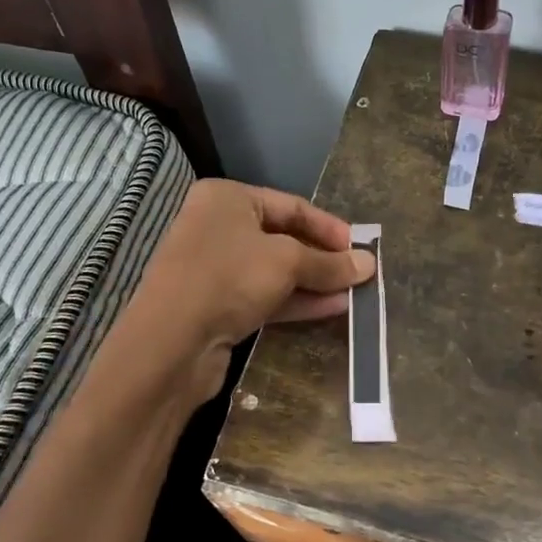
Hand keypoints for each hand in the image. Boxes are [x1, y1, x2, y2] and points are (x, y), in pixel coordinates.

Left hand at [130, 180, 373, 401]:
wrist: (172, 342)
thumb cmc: (229, 278)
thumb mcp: (287, 262)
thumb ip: (329, 263)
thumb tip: (369, 264)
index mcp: (227, 199)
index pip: (291, 205)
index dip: (329, 227)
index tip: (359, 248)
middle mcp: (218, 227)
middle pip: (284, 238)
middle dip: (323, 258)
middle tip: (359, 275)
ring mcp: (217, 268)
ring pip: (276, 271)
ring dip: (315, 282)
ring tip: (354, 295)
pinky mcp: (219, 305)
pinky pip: (266, 296)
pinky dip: (297, 301)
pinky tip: (332, 309)